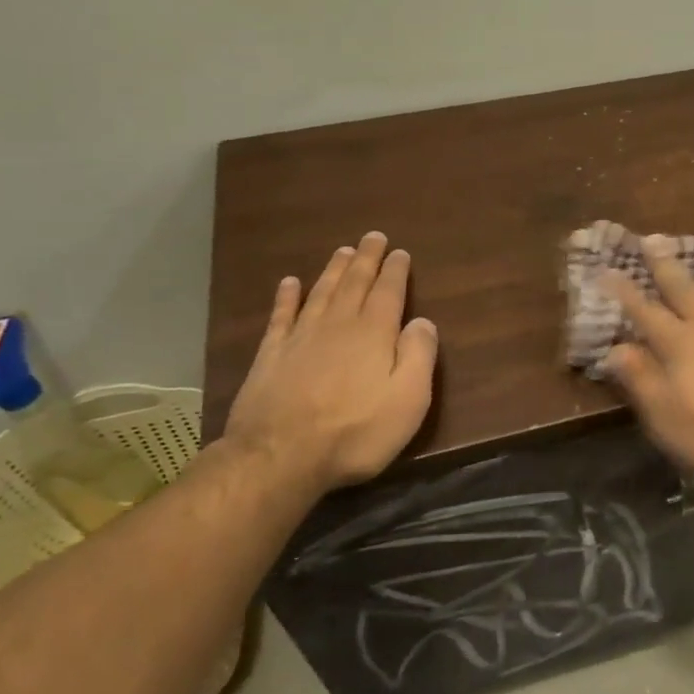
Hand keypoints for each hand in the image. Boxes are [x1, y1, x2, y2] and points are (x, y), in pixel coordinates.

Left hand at [224, 232, 437, 493]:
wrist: (280, 456)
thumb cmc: (355, 431)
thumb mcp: (408, 400)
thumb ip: (419, 355)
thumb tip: (423, 321)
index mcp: (374, 333)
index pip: (388, 292)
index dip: (395, 271)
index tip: (399, 251)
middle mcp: (337, 325)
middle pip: (354, 284)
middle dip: (366, 259)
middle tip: (372, 237)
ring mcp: (300, 338)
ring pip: (321, 293)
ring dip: (333, 270)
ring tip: (343, 251)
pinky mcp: (270, 356)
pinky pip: (281, 316)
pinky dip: (286, 297)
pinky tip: (289, 283)